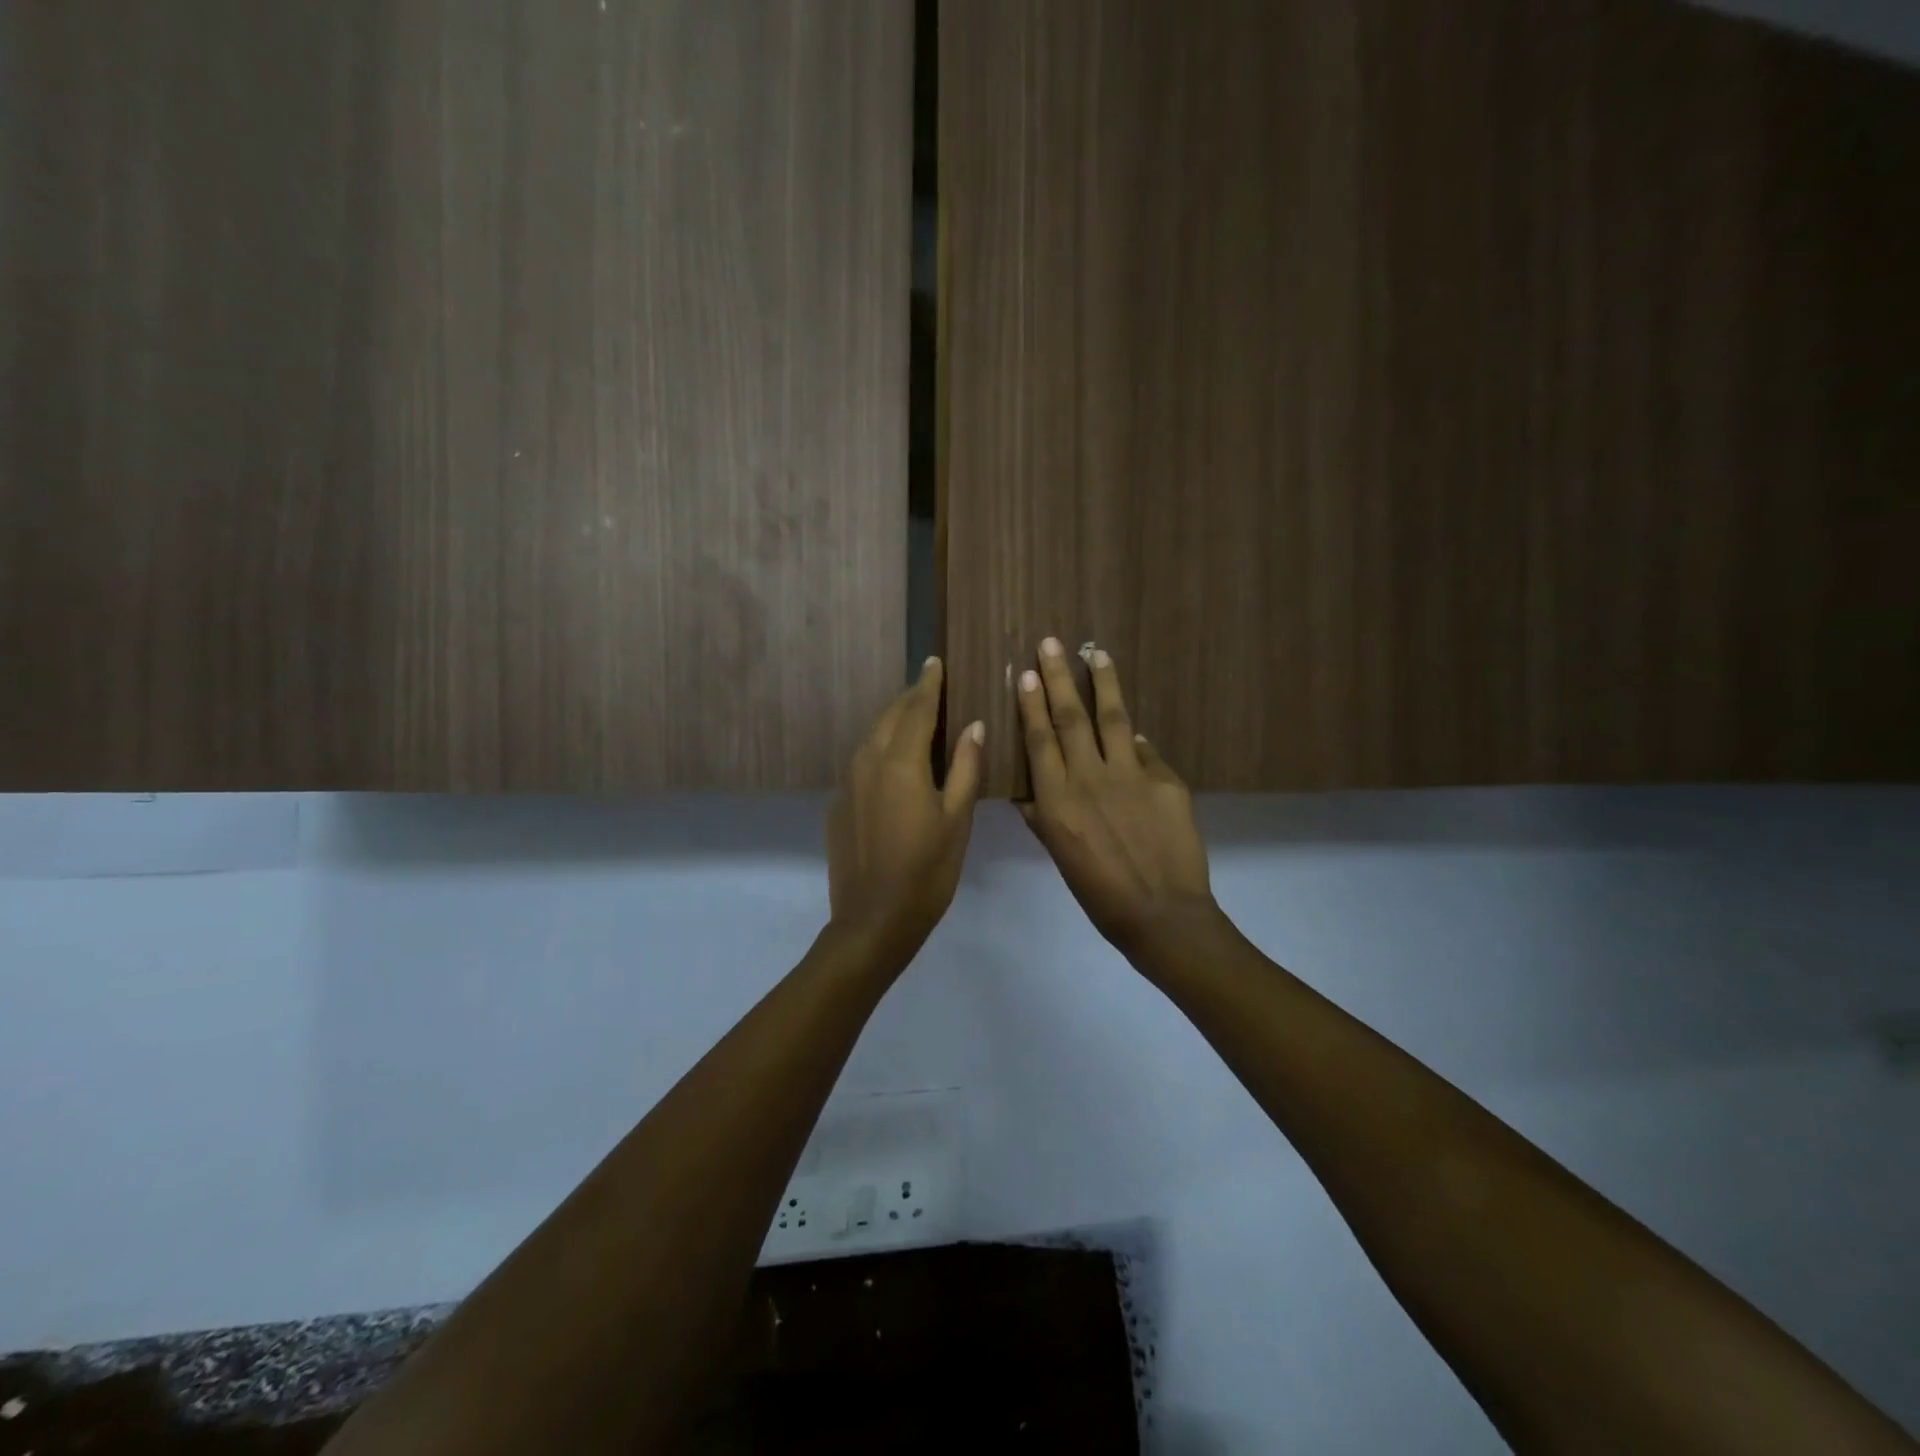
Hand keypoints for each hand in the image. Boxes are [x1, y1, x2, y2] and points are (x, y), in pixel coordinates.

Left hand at [827, 657, 984, 960]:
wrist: (872, 920)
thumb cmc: (927, 871)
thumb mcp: (957, 819)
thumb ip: (966, 768)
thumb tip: (974, 725)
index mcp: (900, 762)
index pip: (916, 708)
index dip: (928, 683)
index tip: (935, 661)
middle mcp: (868, 761)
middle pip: (890, 716)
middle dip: (911, 698)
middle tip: (930, 686)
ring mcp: (848, 783)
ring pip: (872, 737)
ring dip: (894, 721)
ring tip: (915, 718)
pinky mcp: (838, 804)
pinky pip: (861, 761)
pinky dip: (880, 749)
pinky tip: (894, 762)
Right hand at [1017, 639, 1216, 957]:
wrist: (1162, 915)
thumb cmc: (1099, 894)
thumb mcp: (1060, 856)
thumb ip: (1044, 817)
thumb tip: (1035, 789)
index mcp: (1057, 800)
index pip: (1040, 739)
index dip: (1031, 703)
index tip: (1025, 672)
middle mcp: (1089, 778)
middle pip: (1071, 717)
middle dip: (1058, 676)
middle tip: (1052, 643)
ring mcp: (1131, 775)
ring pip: (1112, 718)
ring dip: (1102, 682)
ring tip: (1096, 653)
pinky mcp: (1166, 780)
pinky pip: (1145, 751)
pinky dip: (1134, 738)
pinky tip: (1130, 728)